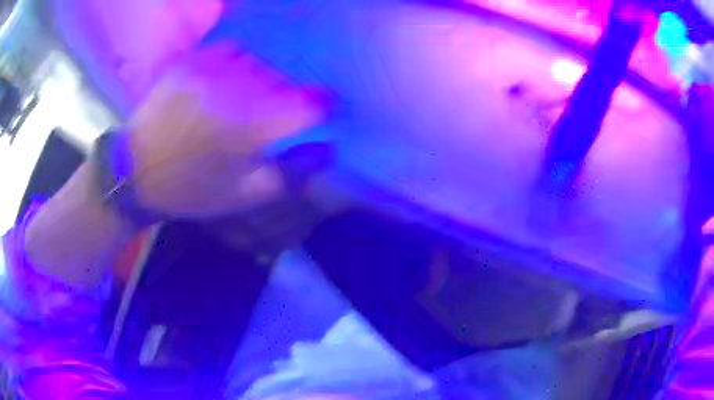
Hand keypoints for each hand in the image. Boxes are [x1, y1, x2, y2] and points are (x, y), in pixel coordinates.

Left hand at [126, 45, 327, 218]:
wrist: (134, 173)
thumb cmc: (188, 189)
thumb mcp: (241, 197)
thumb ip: (287, 175)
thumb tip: (321, 152)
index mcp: (249, 128)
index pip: (308, 105)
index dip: (322, 106)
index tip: (323, 110)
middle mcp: (234, 90)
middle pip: (284, 80)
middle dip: (289, 96)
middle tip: (279, 112)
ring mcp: (210, 70)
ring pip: (259, 63)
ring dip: (264, 79)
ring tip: (251, 97)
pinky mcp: (190, 62)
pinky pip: (230, 50)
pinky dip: (239, 62)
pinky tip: (230, 79)